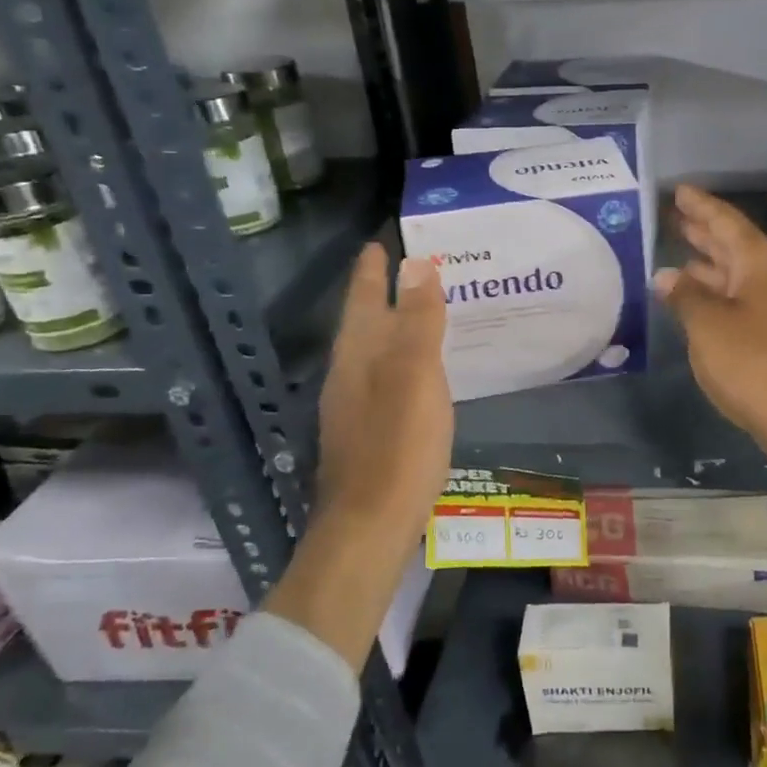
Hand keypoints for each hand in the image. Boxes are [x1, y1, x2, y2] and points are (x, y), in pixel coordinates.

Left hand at [315, 243, 452, 545]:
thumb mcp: (416, 374)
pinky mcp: (365, 434)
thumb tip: (417, 263)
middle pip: (363, 324)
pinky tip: (415, 374)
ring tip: (415, 313)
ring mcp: (353, 407)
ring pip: (371, 353)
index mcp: (359, 355)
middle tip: (405, 270)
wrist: (370, 524)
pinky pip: (382, 379)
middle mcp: (348, 375)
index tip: (378, 242)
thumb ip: (418, 320)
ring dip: (390, 327)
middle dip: (380, 294)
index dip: (371, 270)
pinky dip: (398, 361)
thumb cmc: (398, 445)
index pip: (364, 299)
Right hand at [656, 184, 766, 530]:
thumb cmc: (752, 362)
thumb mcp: (707, 325)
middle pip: (735, 246)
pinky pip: (741, 300)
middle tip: (675, 216)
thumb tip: (666, 276)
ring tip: (678, 255)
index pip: (727, 223)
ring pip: (738, 275)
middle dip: (704, 231)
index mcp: (759, 265)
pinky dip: (717, 293)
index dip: (701, 206)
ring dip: (709, 264)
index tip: (679, 191)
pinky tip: (696, 301)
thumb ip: (684, 296)